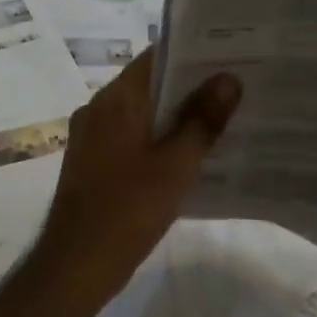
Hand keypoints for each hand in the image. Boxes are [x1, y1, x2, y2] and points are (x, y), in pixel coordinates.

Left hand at [35, 47, 238, 301]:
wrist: (76, 263)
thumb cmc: (128, 209)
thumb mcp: (176, 164)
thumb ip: (202, 120)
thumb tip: (228, 78)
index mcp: (114, 100)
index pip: (156, 58)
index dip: (194, 53)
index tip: (233, 52)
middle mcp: (98, 109)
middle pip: (150, 85)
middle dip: (192, 86)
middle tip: (240, 85)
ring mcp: (93, 137)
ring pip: (142, 114)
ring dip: (178, 115)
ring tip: (226, 117)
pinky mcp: (94, 163)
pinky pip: (132, 138)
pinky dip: (160, 139)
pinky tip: (193, 155)